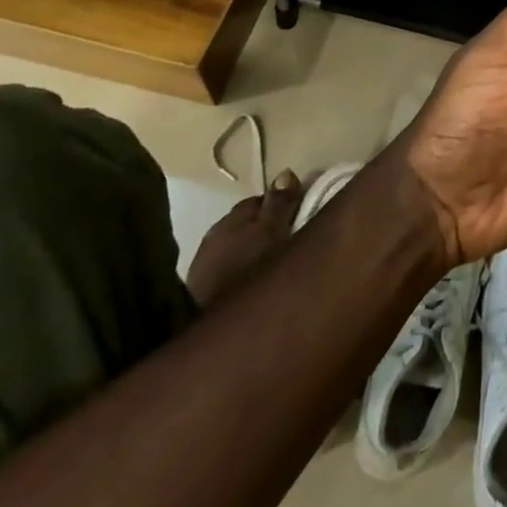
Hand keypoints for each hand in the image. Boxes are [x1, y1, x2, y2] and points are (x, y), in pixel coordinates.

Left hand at [183, 170, 303, 306]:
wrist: (216, 334)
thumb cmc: (250, 272)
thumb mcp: (274, 232)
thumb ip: (280, 202)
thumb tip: (285, 172)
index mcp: (232, 219)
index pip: (262, 199)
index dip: (285, 203)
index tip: (305, 213)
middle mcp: (213, 236)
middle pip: (249, 221)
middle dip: (270, 225)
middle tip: (295, 237)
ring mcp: (204, 266)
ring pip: (239, 246)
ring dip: (257, 248)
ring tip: (278, 261)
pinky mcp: (201, 293)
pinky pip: (231, 268)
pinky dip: (245, 268)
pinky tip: (257, 280)